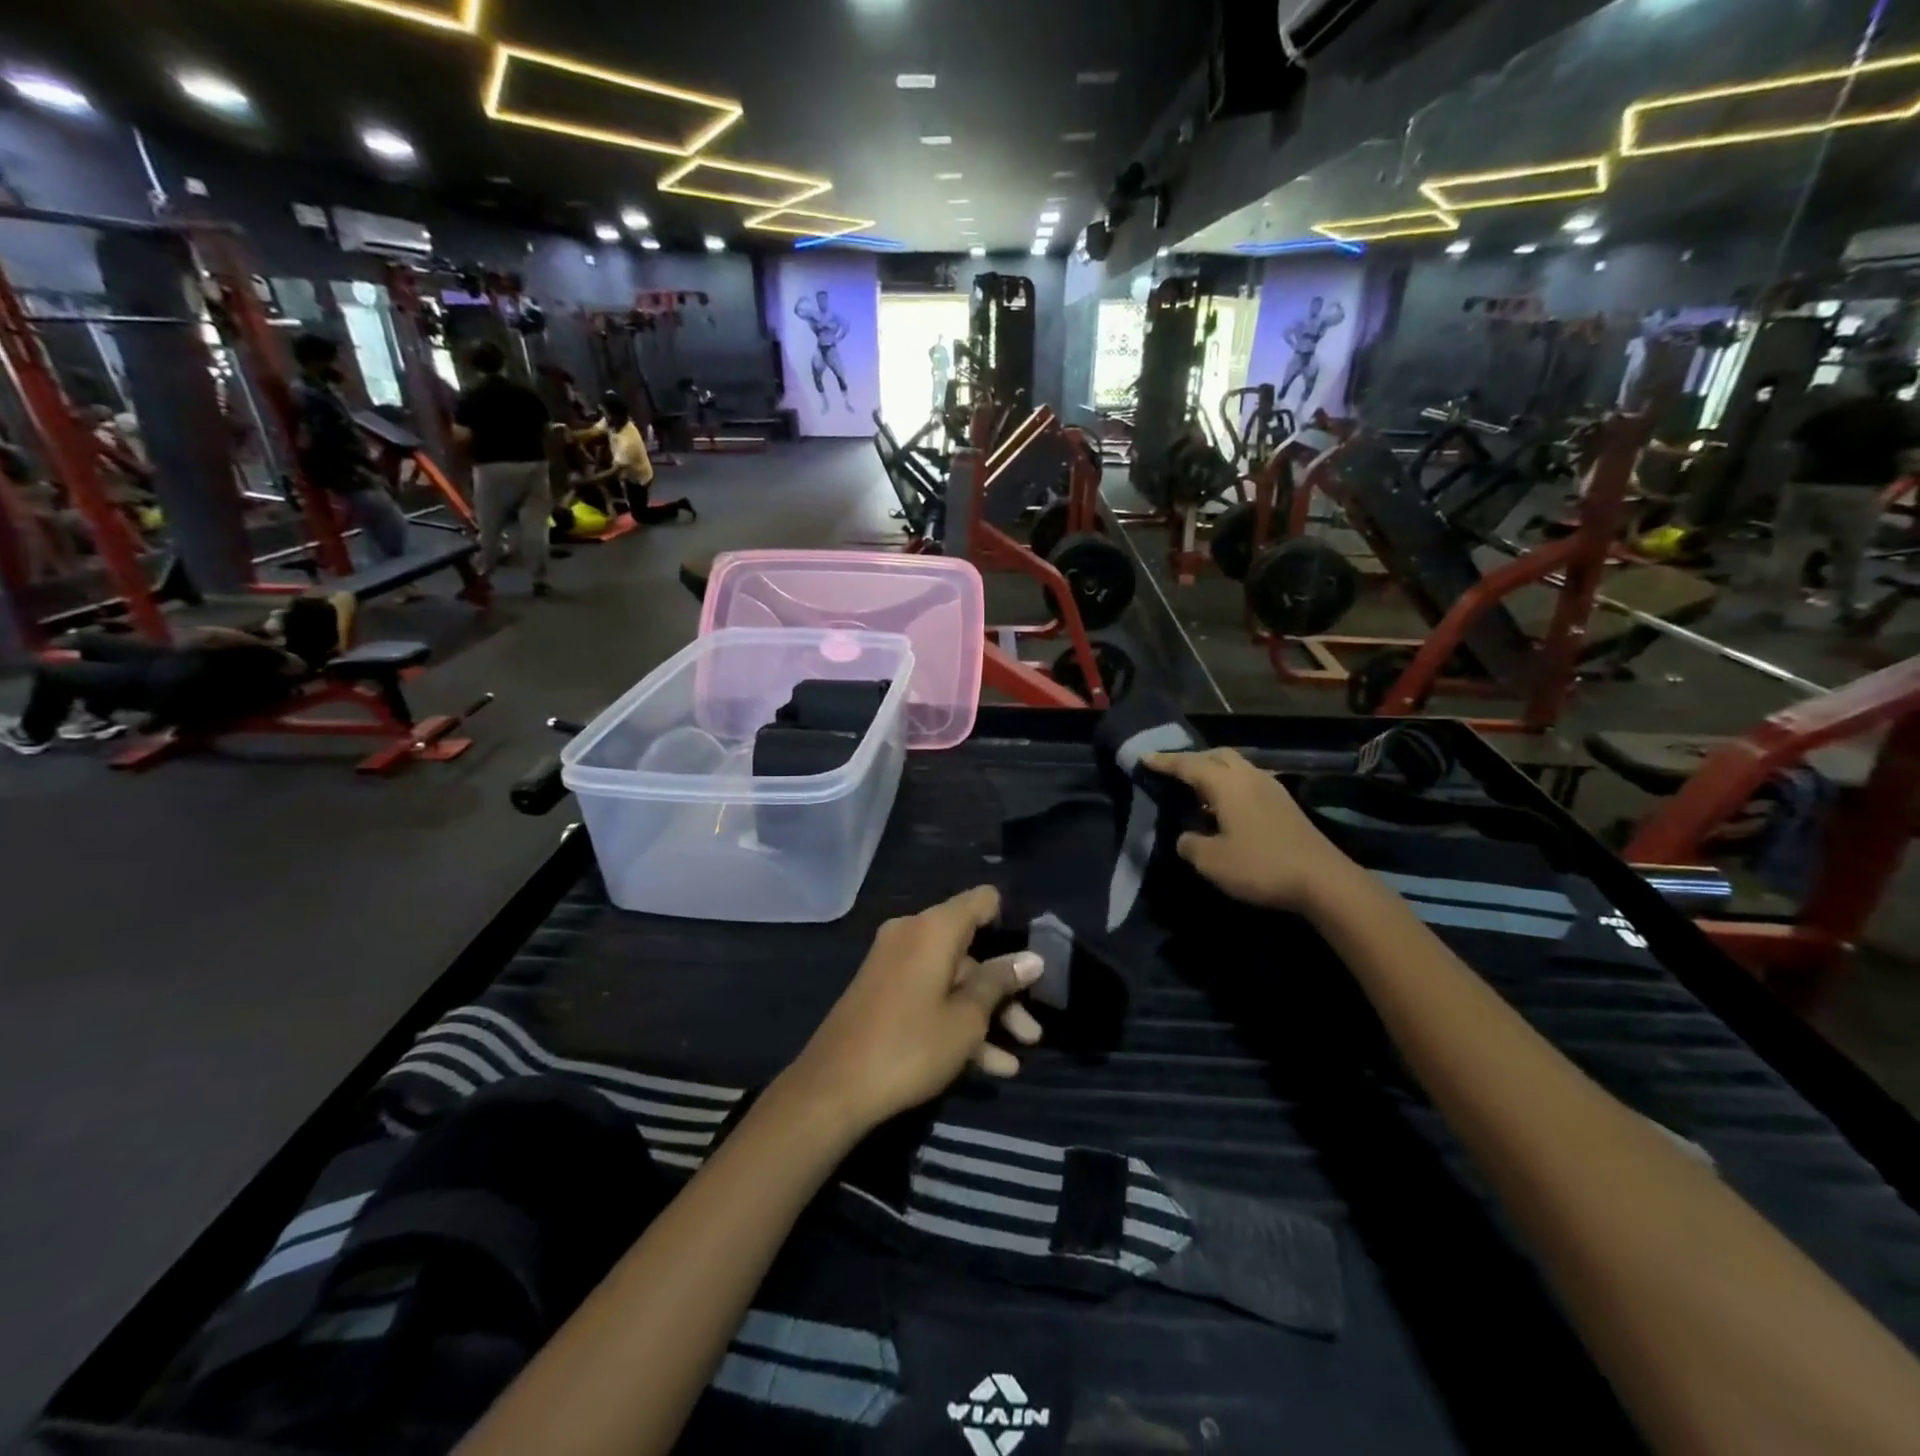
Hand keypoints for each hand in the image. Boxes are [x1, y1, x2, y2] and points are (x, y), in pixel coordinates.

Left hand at [786, 886, 1043, 1133]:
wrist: (833, 1088)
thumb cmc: (910, 1046)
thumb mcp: (966, 1018)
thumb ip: (999, 983)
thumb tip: (1032, 958)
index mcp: (934, 928)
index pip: (981, 901)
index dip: (1009, 923)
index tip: (1031, 956)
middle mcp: (912, 934)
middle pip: (971, 950)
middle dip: (1004, 991)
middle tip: (1032, 1032)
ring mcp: (894, 964)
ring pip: (953, 979)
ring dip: (985, 1016)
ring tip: (1016, 1060)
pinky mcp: (883, 992)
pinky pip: (930, 996)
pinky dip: (955, 1021)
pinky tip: (988, 1067)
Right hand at [1146, 748, 1356, 912]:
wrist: (1324, 881)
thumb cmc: (1261, 866)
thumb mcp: (1211, 861)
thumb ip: (1190, 844)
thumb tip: (1187, 837)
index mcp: (1227, 784)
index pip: (1188, 765)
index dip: (1164, 762)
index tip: (1144, 757)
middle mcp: (1249, 777)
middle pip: (1217, 755)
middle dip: (1193, 759)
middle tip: (1173, 772)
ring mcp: (1272, 788)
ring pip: (1236, 767)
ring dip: (1214, 772)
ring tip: (1197, 790)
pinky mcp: (1285, 805)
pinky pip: (1248, 782)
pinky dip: (1230, 786)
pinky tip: (1224, 808)